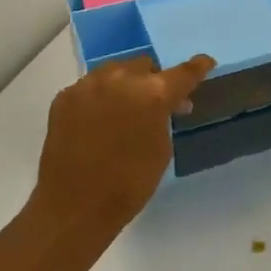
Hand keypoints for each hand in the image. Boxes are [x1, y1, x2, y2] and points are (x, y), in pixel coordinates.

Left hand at [27, 54, 213, 250]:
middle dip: (153, 80)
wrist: (73, 207)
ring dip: (125, 85)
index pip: (184, 72)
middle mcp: (121, 78)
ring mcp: (88, 85)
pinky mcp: (65, 97)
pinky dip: (100, 97)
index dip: (198, 67)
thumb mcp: (162, 148)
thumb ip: (165, 116)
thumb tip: (165, 104)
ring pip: (115, 71)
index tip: (205, 63)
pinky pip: (90, 87)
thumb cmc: (129, 183)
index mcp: (153, 93)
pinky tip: (98, 120)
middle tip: (154, 103)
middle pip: (145, 65)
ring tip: (123, 109)